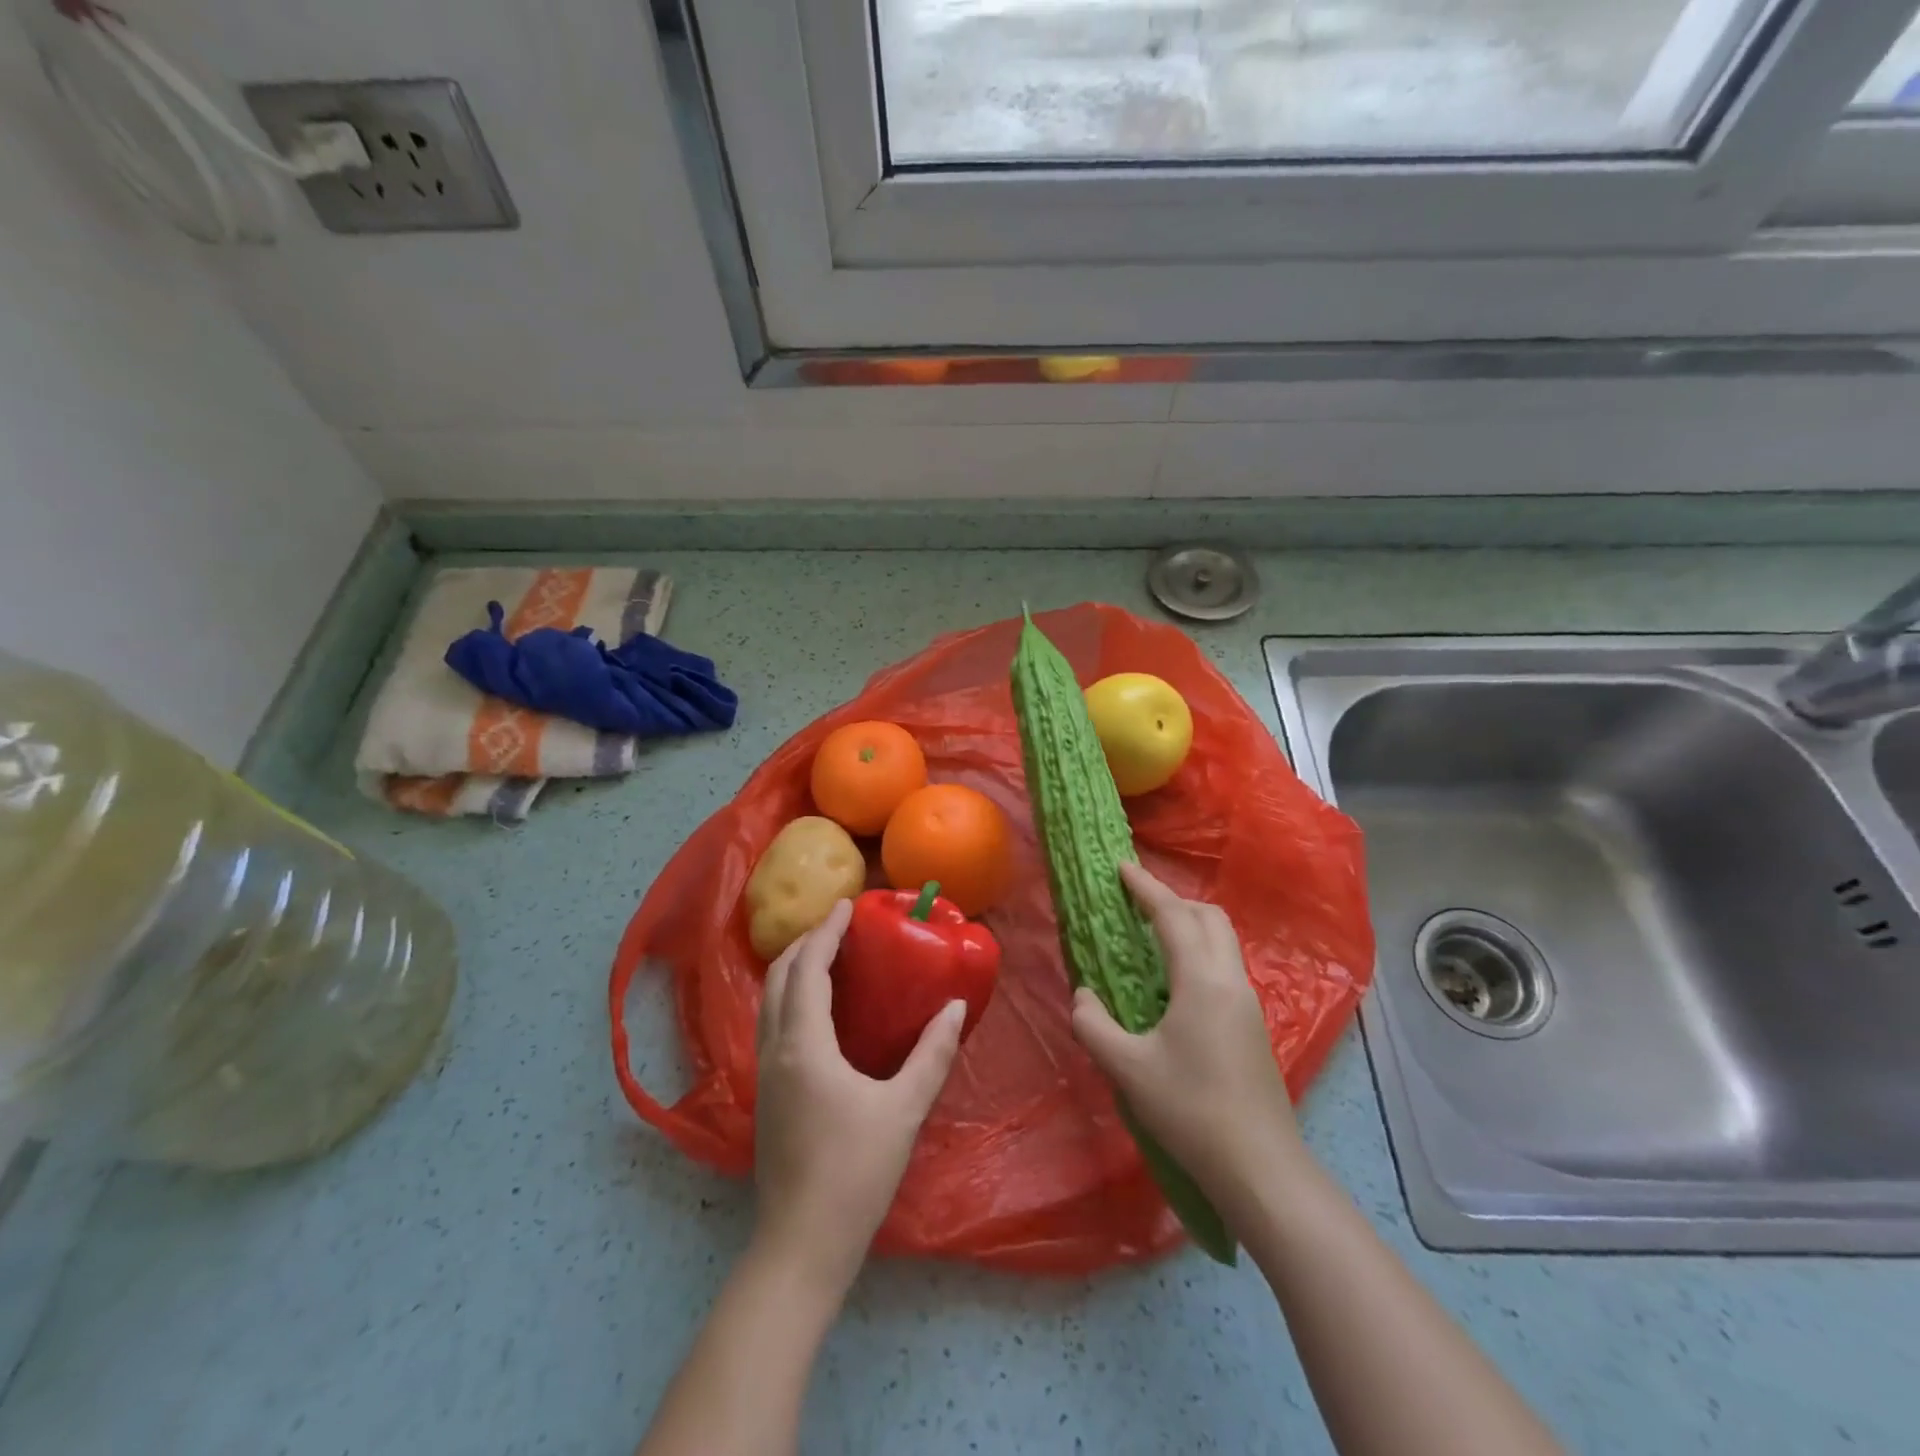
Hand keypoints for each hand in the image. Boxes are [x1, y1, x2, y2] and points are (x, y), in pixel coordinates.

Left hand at [752, 899, 966, 1295]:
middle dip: (805, 943)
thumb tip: (954, 1007)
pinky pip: (772, 1023)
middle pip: (779, 978)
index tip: (846, 905)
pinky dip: (790, 997)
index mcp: (804, 1045)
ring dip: (793, 969)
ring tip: (827, 956)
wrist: (801, 1245)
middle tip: (838, 926)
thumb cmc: (855, 1172)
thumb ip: (932, 1054)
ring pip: (769, 1001)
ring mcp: (765, 1073)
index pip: (808, 969)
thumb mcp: (904, 1109)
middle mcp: (775, 1049)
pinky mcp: (766, 1093)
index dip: (826, 932)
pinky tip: (817, 1010)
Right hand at [1070, 863, 1306, 1214]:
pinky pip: (1224, 966)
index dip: (1146, 887)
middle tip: (1136, 902)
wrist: (1261, 1167)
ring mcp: (1247, 1003)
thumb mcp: (1127, 1068)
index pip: (1173, 916)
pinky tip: (1173, 982)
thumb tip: (1083, 994)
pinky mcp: (1251, 1025)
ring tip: (1151, 936)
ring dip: (1189, 925)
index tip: (1122, 866)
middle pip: (1209, 918)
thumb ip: (1093, 1024)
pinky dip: (1198, 951)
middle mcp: (1230, 981)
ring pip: (1222, 941)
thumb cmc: (1191, 1111)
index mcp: (1201, 981)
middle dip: (1173, 900)